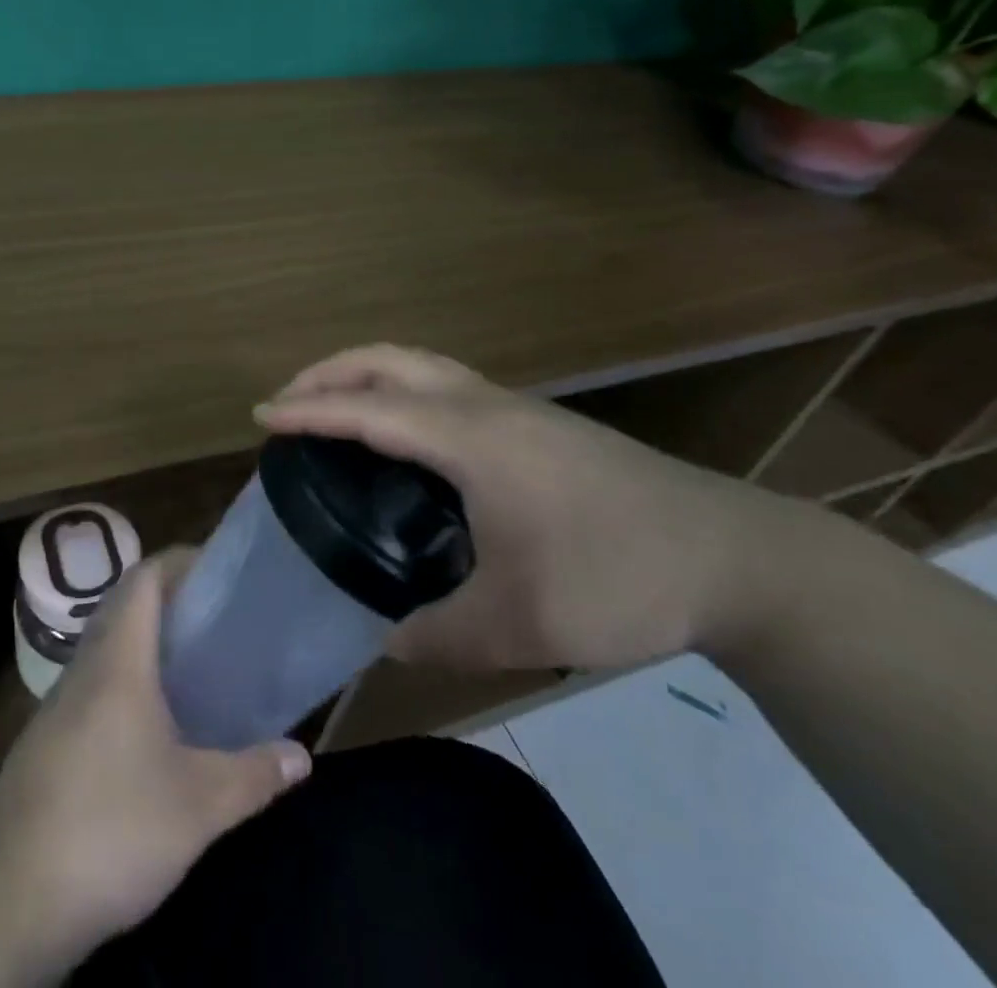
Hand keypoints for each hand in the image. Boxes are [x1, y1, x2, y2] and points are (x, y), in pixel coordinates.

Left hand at [0, 551, 310, 965]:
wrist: (9, 899)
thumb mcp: (197, 806)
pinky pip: (92, 686)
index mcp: (118, 661)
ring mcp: (58, 704)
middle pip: (124, 607)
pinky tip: (151, 725)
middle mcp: (84, 668)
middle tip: (216, 616)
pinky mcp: (46, 741)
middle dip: (169, 600)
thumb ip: (253, 776)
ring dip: (145, 643)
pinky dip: (125, 681)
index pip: (143, 579)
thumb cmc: (111, 829)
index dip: (178, 561)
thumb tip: (302, 757)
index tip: (217, 567)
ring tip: (193, 665)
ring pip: (106, 648)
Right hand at [254, 344, 793, 671]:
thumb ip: (438, 633)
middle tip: (288, 404)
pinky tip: (402, 436)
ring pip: (421, 363)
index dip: (311, 410)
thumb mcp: (521, 623)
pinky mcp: (535, 421)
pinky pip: (445, 383)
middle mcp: (485, 404)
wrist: (734, 556)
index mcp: (471, 438)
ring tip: (332, 409)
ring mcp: (514, 406)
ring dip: (367, 373)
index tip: (261, 417)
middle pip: (391, 360)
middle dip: (330, 371)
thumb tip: (379, 637)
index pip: (371, 410)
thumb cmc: (620, 577)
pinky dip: (400, 389)